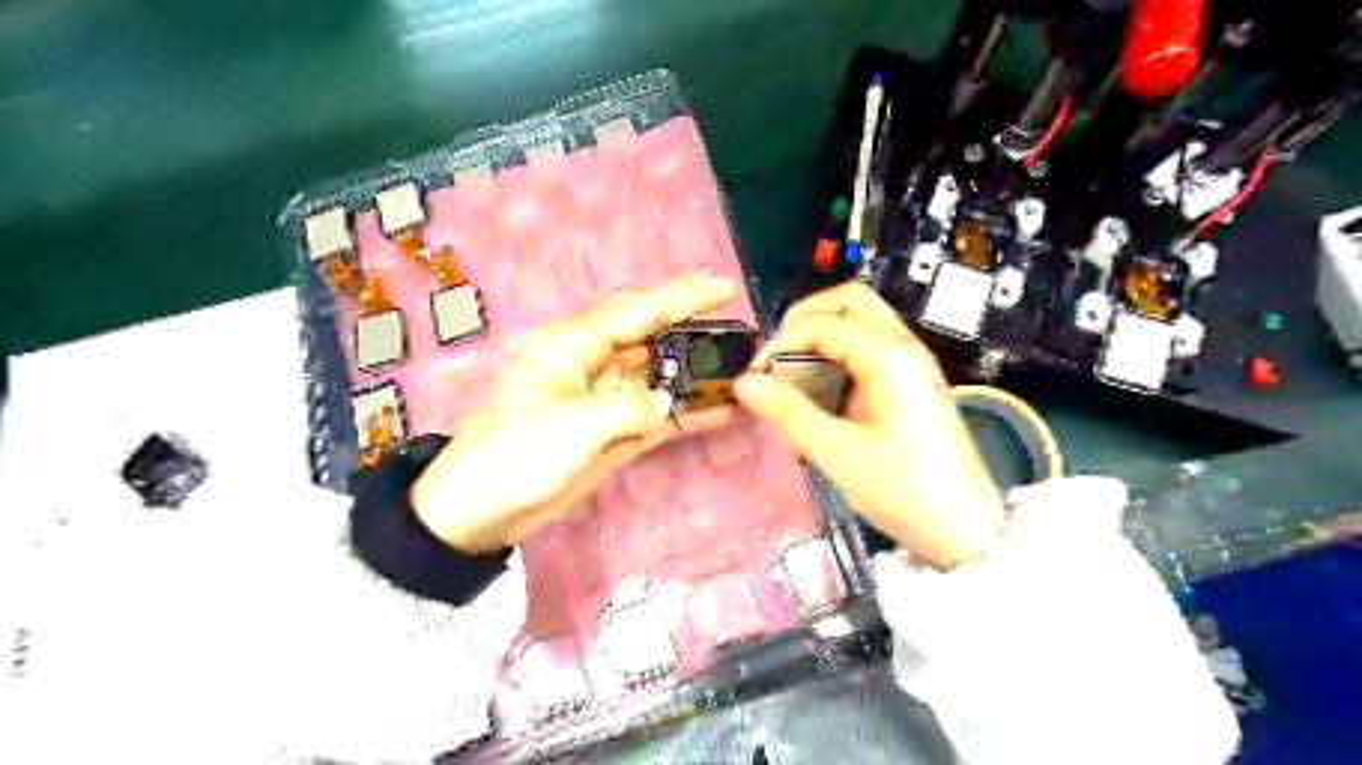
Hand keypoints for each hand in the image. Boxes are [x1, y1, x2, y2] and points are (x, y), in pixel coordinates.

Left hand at [408, 274, 738, 555]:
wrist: (480, 513)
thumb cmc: (517, 455)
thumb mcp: (574, 425)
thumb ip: (630, 406)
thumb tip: (665, 403)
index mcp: (573, 345)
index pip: (637, 311)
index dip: (683, 297)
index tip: (726, 288)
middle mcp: (592, 365)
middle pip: (652, 342)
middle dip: (695, 337)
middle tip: (742, 338)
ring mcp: (603, 402)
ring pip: (658, 380)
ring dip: (695, 379)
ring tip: (740, 373)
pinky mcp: (610, 434)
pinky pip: (655, 417)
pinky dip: (685, 415)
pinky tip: (720, 413)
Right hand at [733, 282, 1007, 568]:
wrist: (966, 530)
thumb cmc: (904, 491)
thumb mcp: (838, 453)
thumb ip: (788, 412)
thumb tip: (744, 383)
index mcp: (890, 358)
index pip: (824, 324)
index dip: (781, 344)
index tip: (756, 378)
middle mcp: (905, 347)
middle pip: (850, 302)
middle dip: (805, 319)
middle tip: (778, 356)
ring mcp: (913, 363)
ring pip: (862, 321)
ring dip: (822, 336)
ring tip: (794, 376)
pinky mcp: (912, 383)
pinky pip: (871, 348)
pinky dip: (839, 356)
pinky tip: (822, 394)